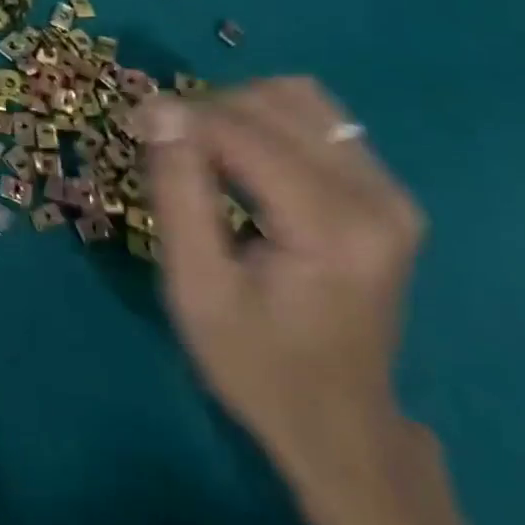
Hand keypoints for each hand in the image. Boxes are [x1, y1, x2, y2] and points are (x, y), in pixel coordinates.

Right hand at [137, 79, 424, 473]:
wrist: (339, 427)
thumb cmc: (256, 365)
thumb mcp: (195, 287)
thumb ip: (177, 191)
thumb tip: (158, 108)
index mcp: (331, 228)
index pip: (242, 132)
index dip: (181, 117)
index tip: (134, 123)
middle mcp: (375, 196)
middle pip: (270, 104)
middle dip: (206, 112)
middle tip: (165, 144)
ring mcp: (390, 190)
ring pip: (297, 97)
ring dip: (238, 109)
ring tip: (205, 150)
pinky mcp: (387, 190)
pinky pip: (319, 117)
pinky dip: (270, 119)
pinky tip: (246, 157)